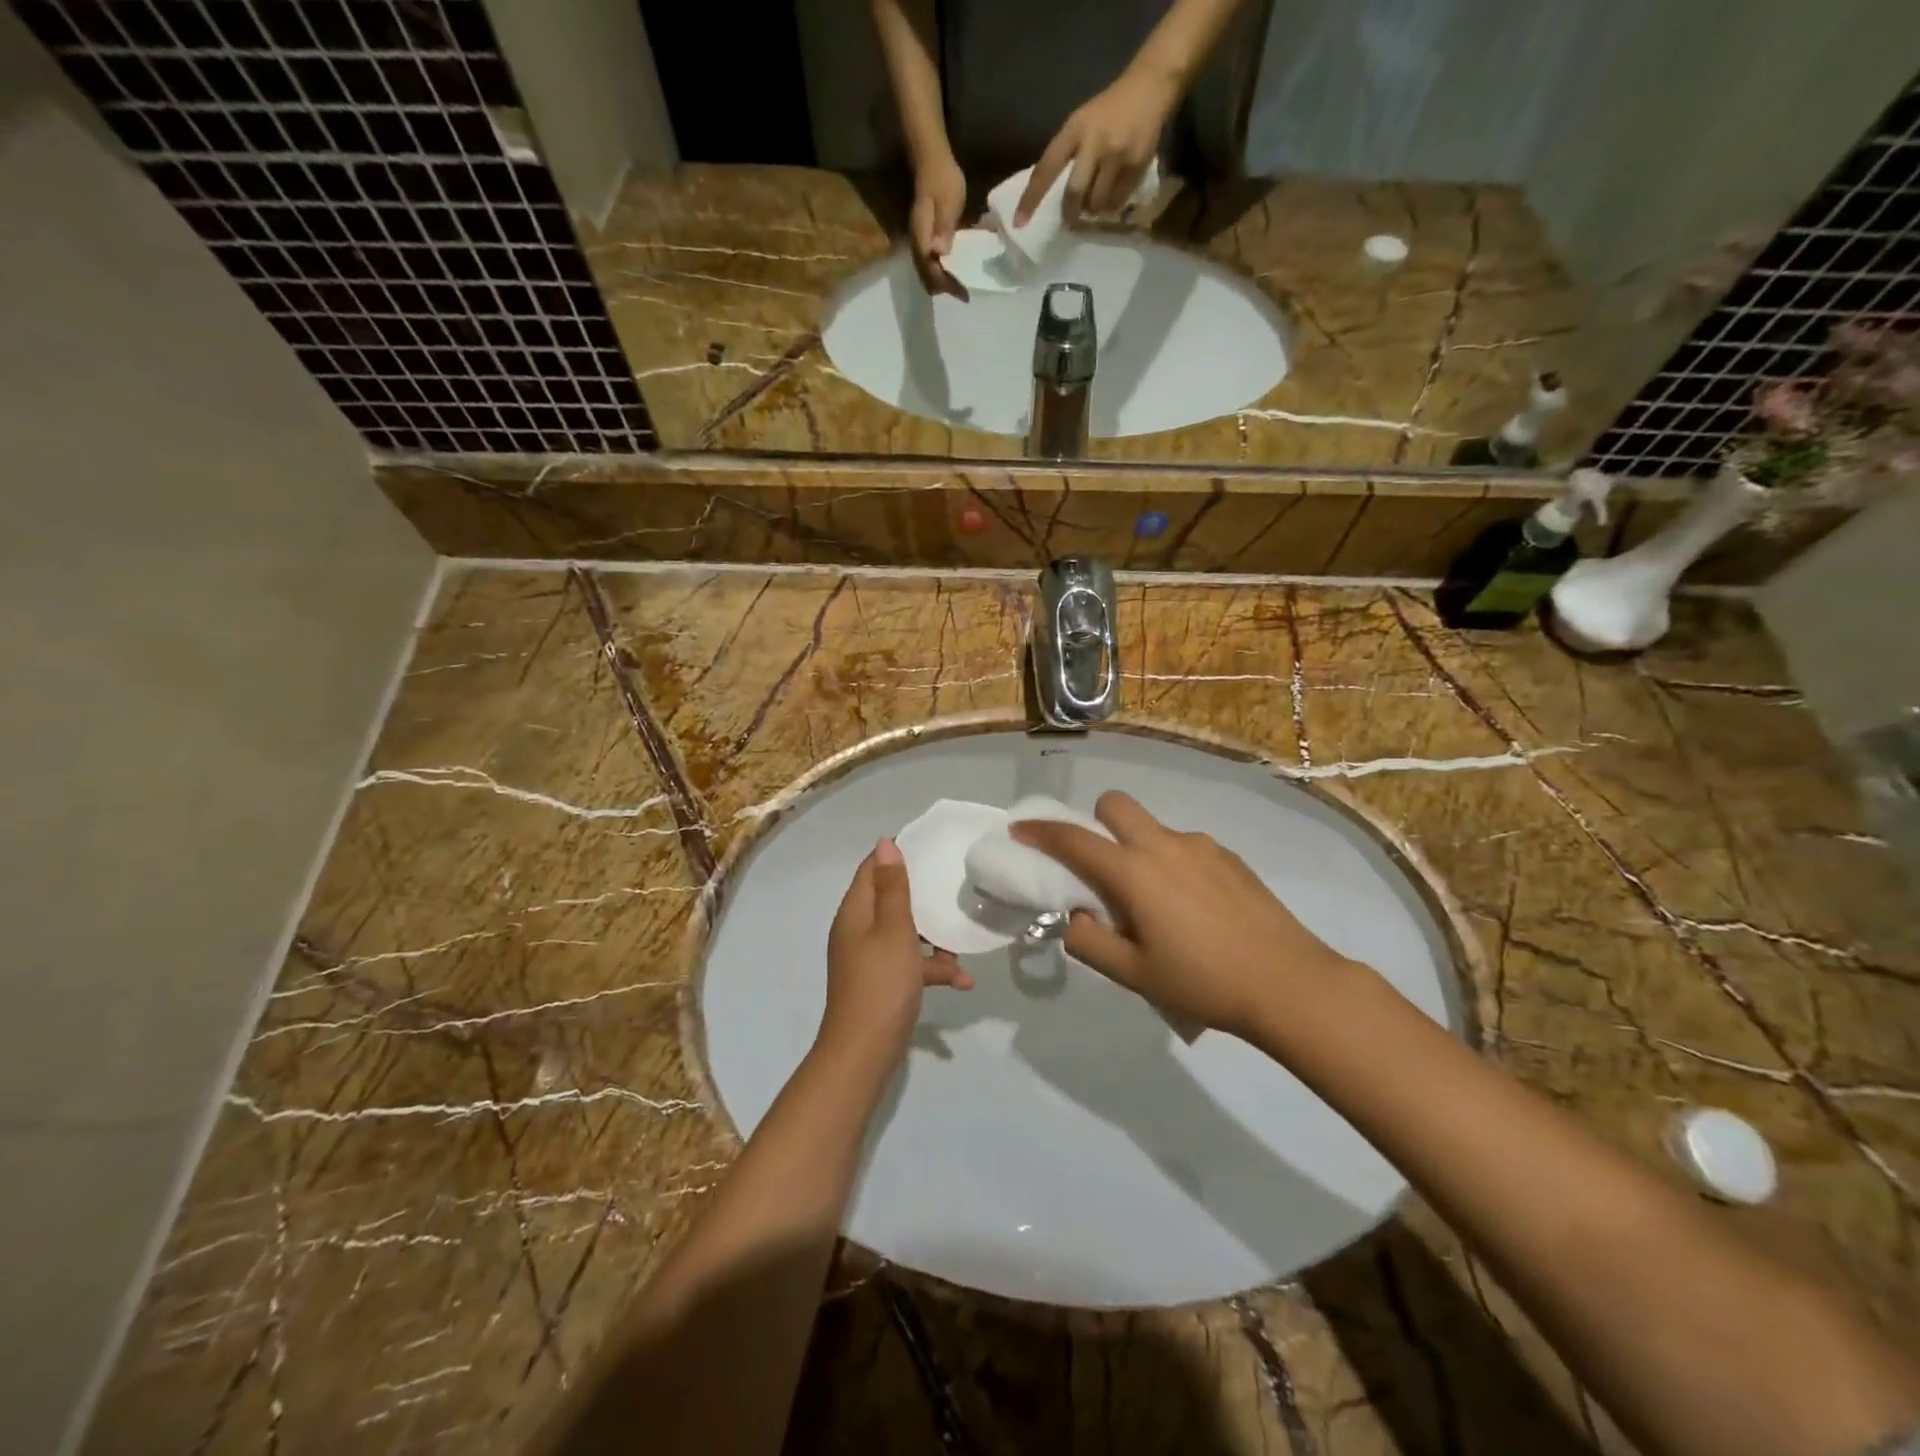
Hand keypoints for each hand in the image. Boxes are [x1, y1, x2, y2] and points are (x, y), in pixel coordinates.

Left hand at [822, 839, 973, 1057]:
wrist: (864, 1051)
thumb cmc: (881, 983)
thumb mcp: (893, 930)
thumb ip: (893, 887)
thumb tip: (885, 843)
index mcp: (855, 912)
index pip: (872, 869)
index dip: (897, 855)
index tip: (931, 846)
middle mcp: (859, 930)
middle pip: (891, 900)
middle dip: (924, 896)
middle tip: (955, 885)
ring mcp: (870, 958)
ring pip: (906, 933)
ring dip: (934, 938)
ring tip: (962, 945)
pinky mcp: (883, 982)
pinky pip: (910, 964)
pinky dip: (932, 969)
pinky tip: (963, 982)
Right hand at [909, 154, 968, 298]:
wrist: (931, 159)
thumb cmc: (942, 179)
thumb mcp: (948, 202)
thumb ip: (944, 228)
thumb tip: (939, 254)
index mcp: (922, 239)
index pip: (932, 272)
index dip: (947, 285)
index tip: (964, 293)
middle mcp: (918, 245)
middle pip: (927, 277)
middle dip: (945, 288)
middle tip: (963, 292)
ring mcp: (920, 241)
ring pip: (928, 272)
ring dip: (943, 281)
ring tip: (960, 285)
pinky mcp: (926, 237)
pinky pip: (931, 262)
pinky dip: (942, 270)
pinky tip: (955, 269)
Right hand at [1010, 792, 1353, 1040]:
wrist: (1289, 983)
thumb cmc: (1203, 982)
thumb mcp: (1133, 974)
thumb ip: (1089, 942)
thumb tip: (1074, 918)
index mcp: (1134, 872)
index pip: (1074, 839)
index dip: (1041, 831)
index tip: (1020, 830)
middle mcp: (1163, 845)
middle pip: (1114, 805)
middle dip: (1094, 822)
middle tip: (1098, 866)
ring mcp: (1200, 846)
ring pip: (1151, 827)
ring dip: (1136, 847)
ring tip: (1154, 903)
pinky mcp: (1229, 856)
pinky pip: (1183, 846)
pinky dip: (1170, 862)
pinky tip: (1192, 907)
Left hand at [1016, 67, 1178, 224]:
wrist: (1150, 86)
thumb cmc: (1109, 110)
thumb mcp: (1081, 122)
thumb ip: (1067, 154)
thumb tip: (1053, 196)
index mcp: (1074, 129)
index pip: (1046, 168)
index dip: (1031, 198)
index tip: (1019, 223)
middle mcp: (1094, 141)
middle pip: (1075, 193)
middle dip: (1070, 212)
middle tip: (1070, 218)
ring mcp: (1117, 154)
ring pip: (1096, 203)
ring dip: (1092, 210)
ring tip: (1095, 201)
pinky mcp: (1136, 164)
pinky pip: (1117, 201)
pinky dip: (1110, 206)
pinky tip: (1112, 195)